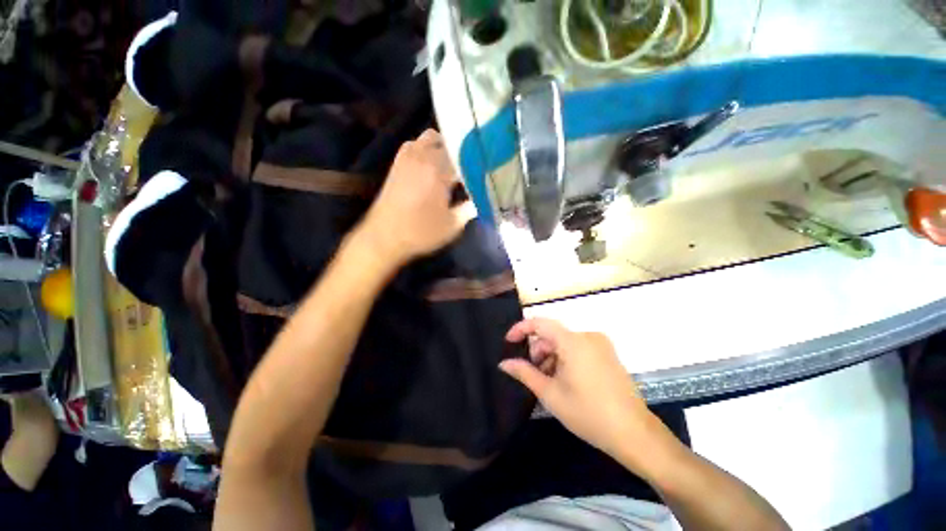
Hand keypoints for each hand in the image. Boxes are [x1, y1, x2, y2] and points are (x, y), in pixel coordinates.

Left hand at [355, 129, 475, 266]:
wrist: (384, 238)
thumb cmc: (420, 233)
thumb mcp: (451, 226)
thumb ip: (468, 210)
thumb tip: (478, 201)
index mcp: (439, 171)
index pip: (464, 157)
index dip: (476, 163)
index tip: (483, 171)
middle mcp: (423, 157)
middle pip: (448, 142)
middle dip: (461, 152)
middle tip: (469, 168)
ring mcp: (407, 158)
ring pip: (429, 138)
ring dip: (442, 146)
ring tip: (451, 164)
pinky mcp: (397, 165)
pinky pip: (413, 145)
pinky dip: (424, 149)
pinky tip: (430, 165)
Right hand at [500, 318, 666, 462]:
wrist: (635, 434)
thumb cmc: (588, 413)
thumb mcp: (551, 394)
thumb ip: (524, 373)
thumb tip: (504, 363)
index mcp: (573, 341)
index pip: (540, 323)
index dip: (521, 329)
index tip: (508, 342)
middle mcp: (588, 336)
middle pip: (553, 335)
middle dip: (538, 351)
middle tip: (533, 374)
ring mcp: (601, 344)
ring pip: (565, 342)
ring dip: (552, 357)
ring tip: (550, 382)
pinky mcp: (608, 354)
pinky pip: (578, 348)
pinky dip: (566, 359)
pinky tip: (566, 380)